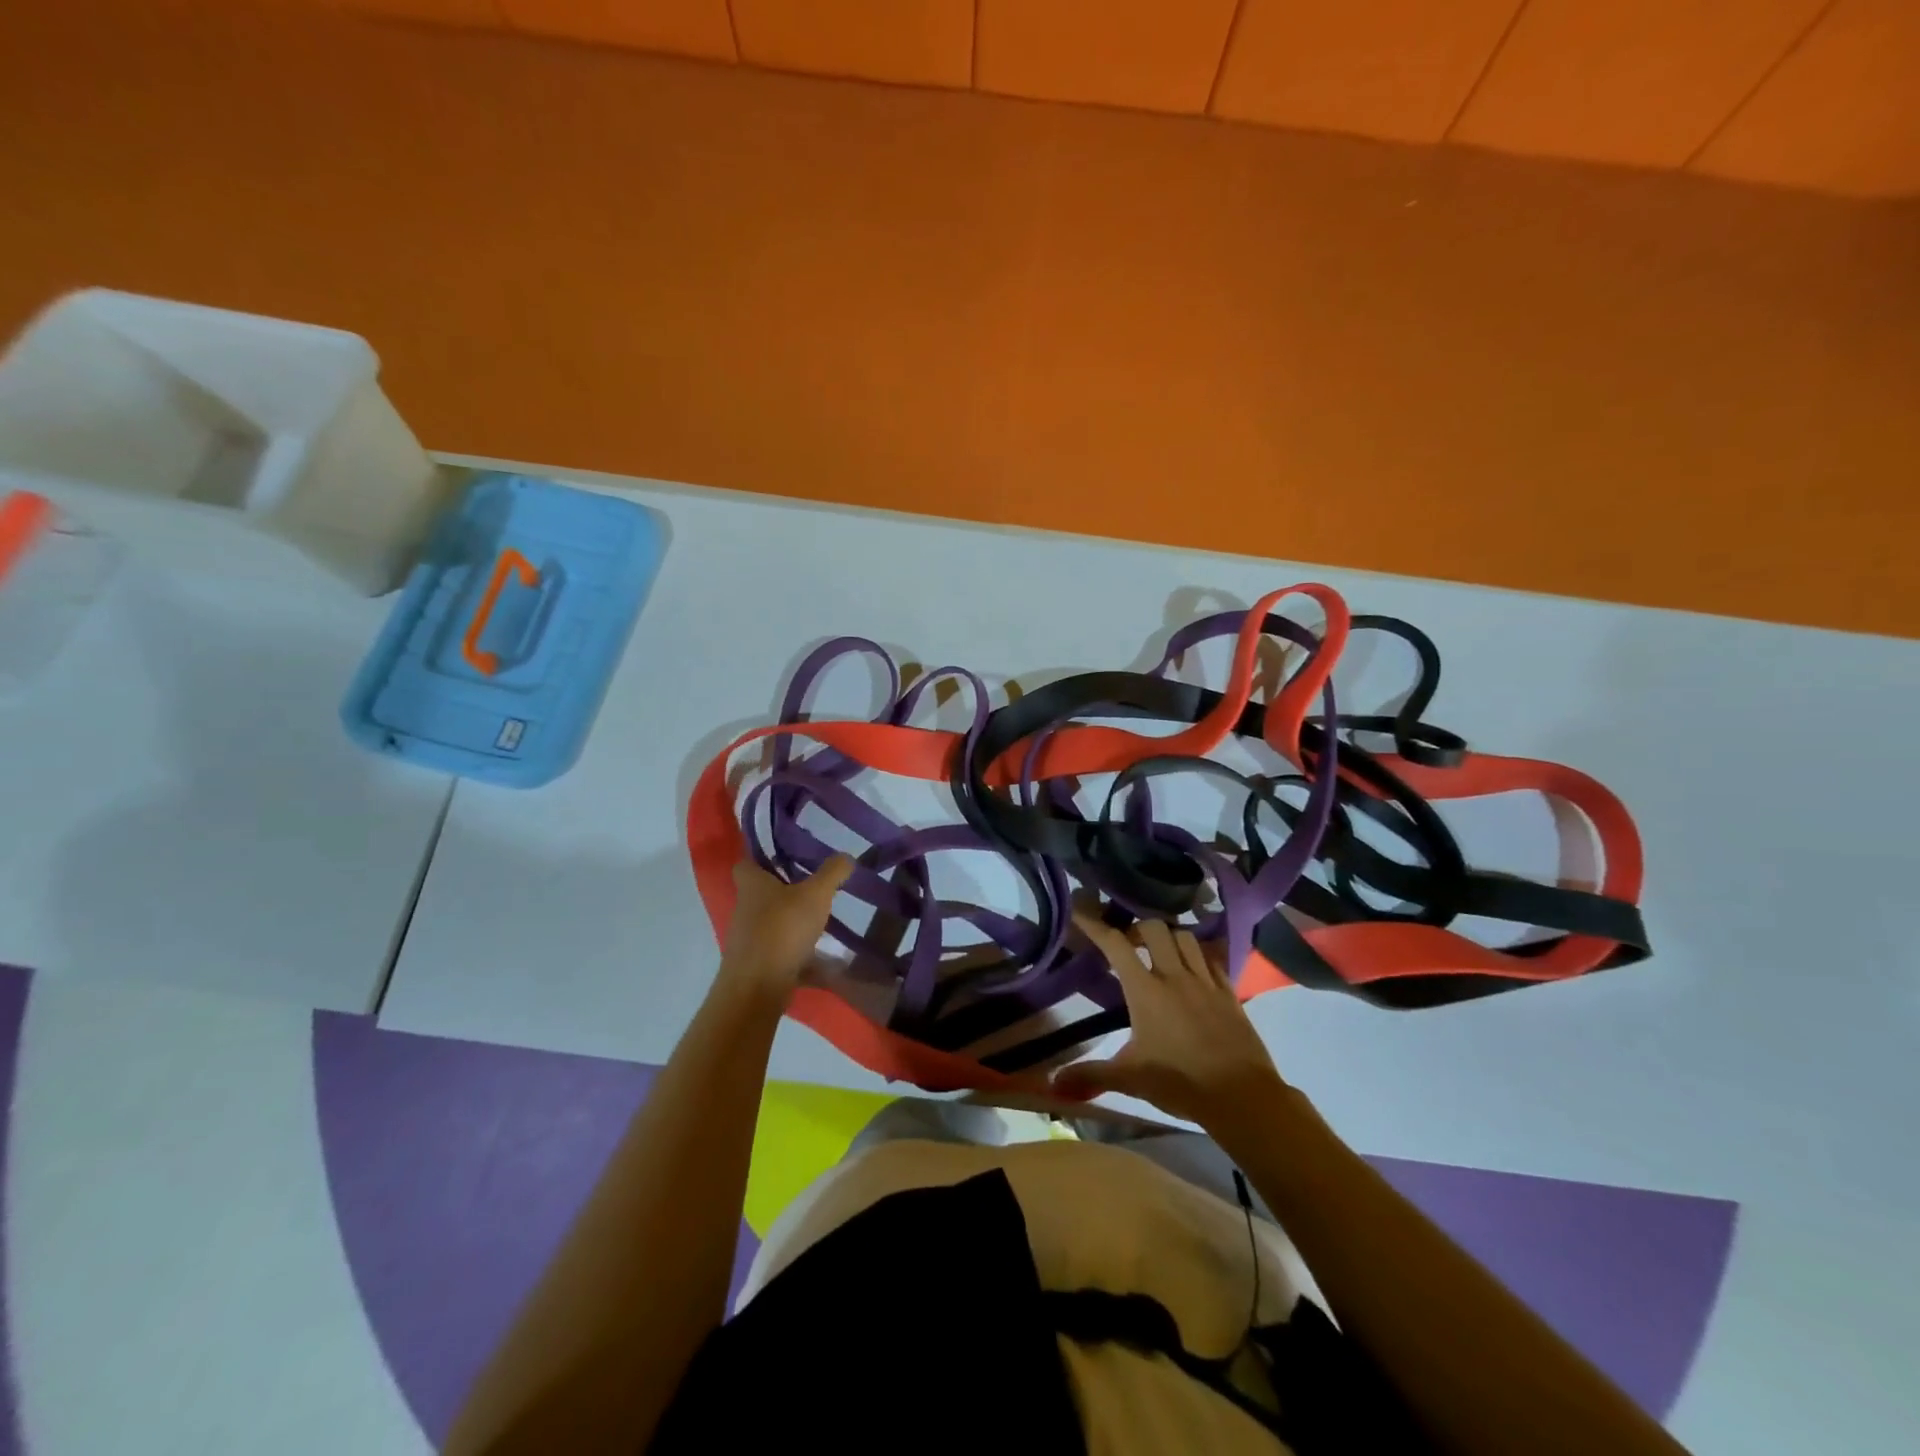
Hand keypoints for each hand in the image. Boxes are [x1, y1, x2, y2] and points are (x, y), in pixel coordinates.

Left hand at [716, 855, 853, 1003]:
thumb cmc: (783, 929)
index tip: (785, 855)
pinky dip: (797, 951)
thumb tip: (846, 856)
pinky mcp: (756, 964)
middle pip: (761, 893)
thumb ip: (832, 873)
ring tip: (822, 920)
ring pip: (771, 922)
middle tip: (813, 886)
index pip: (747, 862)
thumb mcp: (816, 894)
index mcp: (752, 885)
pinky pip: (779, 950)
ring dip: (792, 921)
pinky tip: (822, 956)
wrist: (757, 988)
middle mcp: (744, 908)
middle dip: (784, 890)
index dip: (762, 856)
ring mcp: (747, 938)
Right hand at [1052, 912, 1284, 1127]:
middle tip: (1127, 944)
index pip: (1115, 944)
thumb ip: (1091, 1075)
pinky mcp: (1229, 992)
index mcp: (1145, 990)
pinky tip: (1193, 967)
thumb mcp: (1130, 1079)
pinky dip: (1198, 954)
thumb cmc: (1180, 1082)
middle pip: (1154, 928)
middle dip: (1136, 928)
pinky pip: (1212, 958)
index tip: (1079, 910)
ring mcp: (1205, 981)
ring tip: (1159, 952)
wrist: (1242, 1096)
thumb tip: (1052, 1085)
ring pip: (1185, 937)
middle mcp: (1175, 975)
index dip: (1094, 924)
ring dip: (1168, 937)